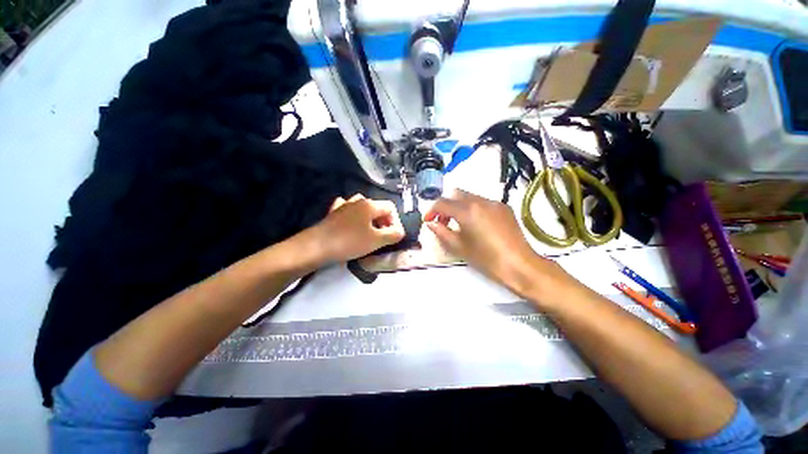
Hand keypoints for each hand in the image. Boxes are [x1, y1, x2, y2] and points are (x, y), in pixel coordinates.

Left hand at [312, 194, 405, 262]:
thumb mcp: (376, 241)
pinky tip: (353, 224)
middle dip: (384, 222)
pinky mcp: (333, 213)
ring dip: (370, 219)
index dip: (396, 222)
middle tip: (383, 237)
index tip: (393, 236)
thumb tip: (400, 232)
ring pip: (363, 208)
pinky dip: (355, 217)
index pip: (391, 208)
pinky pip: (349, 211)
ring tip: (370, 232)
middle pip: (378, 208)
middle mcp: (357, 201)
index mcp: (369, 205)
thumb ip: (393, 235)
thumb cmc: (349, 242)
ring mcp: (343, 206)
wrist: (316, 246)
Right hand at [425, 189, 572, 300]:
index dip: (431, 211)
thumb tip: (431, 224)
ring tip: (459, 224)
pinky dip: (473, 208)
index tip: (428, 221)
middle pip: (456, 194)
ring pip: (470, 197)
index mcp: (467, 211)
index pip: (442, 203)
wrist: (520, 265)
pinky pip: (483, 202)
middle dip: (446, 205)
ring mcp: (494, 203)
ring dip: (459, 206)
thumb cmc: (486, 259)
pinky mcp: (504, 208)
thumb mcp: (459, 247)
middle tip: (443, 221)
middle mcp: (480, 201)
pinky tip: (476, 225)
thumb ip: (441, 232)